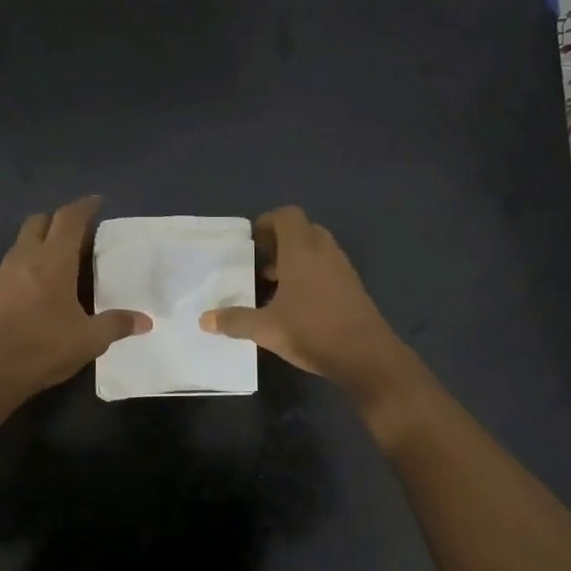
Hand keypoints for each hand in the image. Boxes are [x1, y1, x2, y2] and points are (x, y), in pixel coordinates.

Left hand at [0, 196, 150, 397]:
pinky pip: (10, 267)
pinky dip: (26, 266)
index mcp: (53, 261)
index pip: (69, 219)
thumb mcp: (89, 340)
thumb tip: (145, 321)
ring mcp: (1, 274)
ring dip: (40, 243)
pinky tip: (37, 290)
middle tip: (77, 233)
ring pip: (21, 244)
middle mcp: (25, 258)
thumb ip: (117, 325)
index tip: (96, 202)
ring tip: (59, 262)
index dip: (84, 207)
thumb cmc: (44, 347)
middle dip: (58, 220)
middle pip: (39, 222)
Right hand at [199, 206, 414, 398]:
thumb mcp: (266, 329)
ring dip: (293, 261)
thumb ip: (234, 321)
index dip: (267, 222)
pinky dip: (308, 275)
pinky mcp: (351, 286)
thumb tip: (204, 320)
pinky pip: (325, 268)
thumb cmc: (312, 330)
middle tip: (258, 266)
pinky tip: (294, 305)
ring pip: (314, 250)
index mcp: (302, 249)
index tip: (251, 244)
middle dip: (278, 244)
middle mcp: (324, 251)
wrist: (366, 356)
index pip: (287, 215)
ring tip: (272, 287)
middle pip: (301, 231)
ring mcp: (342, 268)